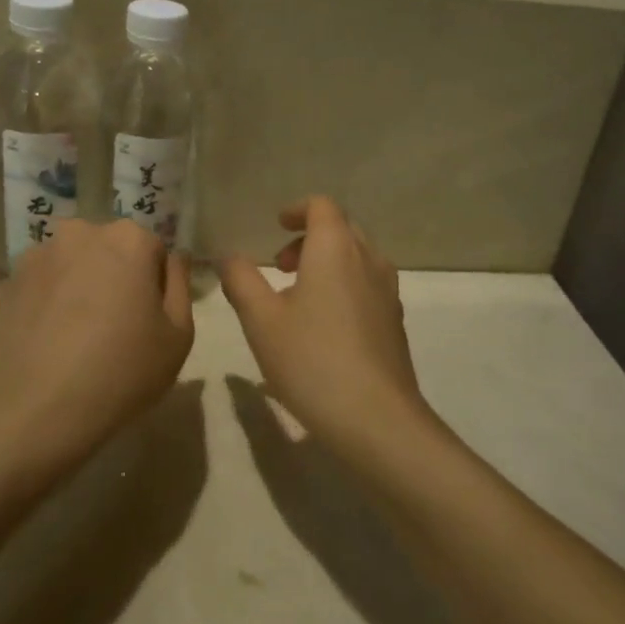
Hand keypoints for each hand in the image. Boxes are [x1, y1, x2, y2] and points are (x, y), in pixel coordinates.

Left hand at [0, 219, 194, 473]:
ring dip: (77, 288)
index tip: (149, 320)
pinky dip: (45, 306)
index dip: (155, 285)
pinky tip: (47, 345)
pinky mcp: (3, 286)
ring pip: (70, 266)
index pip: (153, 249)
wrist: (34, 412)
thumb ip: (181, 286)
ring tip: (75, 339)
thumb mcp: (178, 337)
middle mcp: (79, 234)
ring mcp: (35, 257)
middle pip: (108, 250)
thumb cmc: (121, 371)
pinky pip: (37, 289)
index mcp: (128, 239)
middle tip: (115, 328)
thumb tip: (174, 259)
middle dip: (114, 277)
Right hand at [220, 197, 427, 445]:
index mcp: (336, 249)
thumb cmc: (311, 359)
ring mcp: (388, 291)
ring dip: (327, 264)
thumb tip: (229, 257)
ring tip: (297, 299)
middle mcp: (369, 260)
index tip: (276, 226)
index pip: (322, 206)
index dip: (297, 210)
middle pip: (342, 230)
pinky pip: (367, 286)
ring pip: (357, 259)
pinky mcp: (395, 321)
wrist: (375, 417)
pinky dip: (343, 287)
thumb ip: (241, 280)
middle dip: (309, 239)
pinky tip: (323, 328)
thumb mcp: (261, 319)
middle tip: (280, 267)